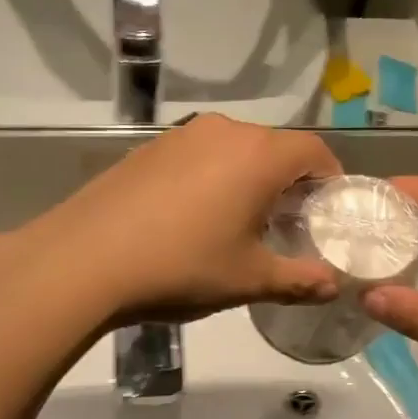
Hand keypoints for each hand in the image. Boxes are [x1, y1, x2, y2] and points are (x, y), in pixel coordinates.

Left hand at [2, 115, 343, 326]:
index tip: (328, 211)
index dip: (330, 178)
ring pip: (235, 149)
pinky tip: (193, 216)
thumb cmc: (181, 266)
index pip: (314, 150)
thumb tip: (333, 286)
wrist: (84, 259)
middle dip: (290, 181)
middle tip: (288, 224)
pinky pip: (199, 155)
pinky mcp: (149, 148)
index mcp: (259, 155)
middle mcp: (224, 132)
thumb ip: (299, 280)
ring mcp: (182, 136)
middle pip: (275, 146)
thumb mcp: (249, 280)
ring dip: (249, 177)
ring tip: (240, 222)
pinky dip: (213, 176)